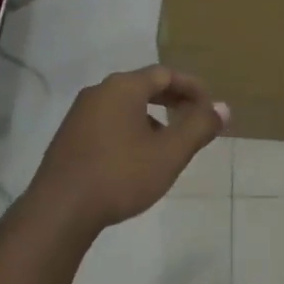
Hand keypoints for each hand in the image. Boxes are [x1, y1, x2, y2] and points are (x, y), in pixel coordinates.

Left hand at [27, 67, 227, 235]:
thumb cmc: (121, 175)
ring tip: (169, 141)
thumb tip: (223, 108)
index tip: (210, 105)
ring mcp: (79, 114)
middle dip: (172, 100)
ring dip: (151, 116)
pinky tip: (137, 157)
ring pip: (124, 105)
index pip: (165, 74)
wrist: (60, 210)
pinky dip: (130, 128)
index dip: (192, 87)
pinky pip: (108, 121)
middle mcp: (98, 92)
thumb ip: (199, 127)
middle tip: (194, 117)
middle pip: (143, 86)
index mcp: (123, 87)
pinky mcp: (69, 136)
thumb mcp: (169, 153)